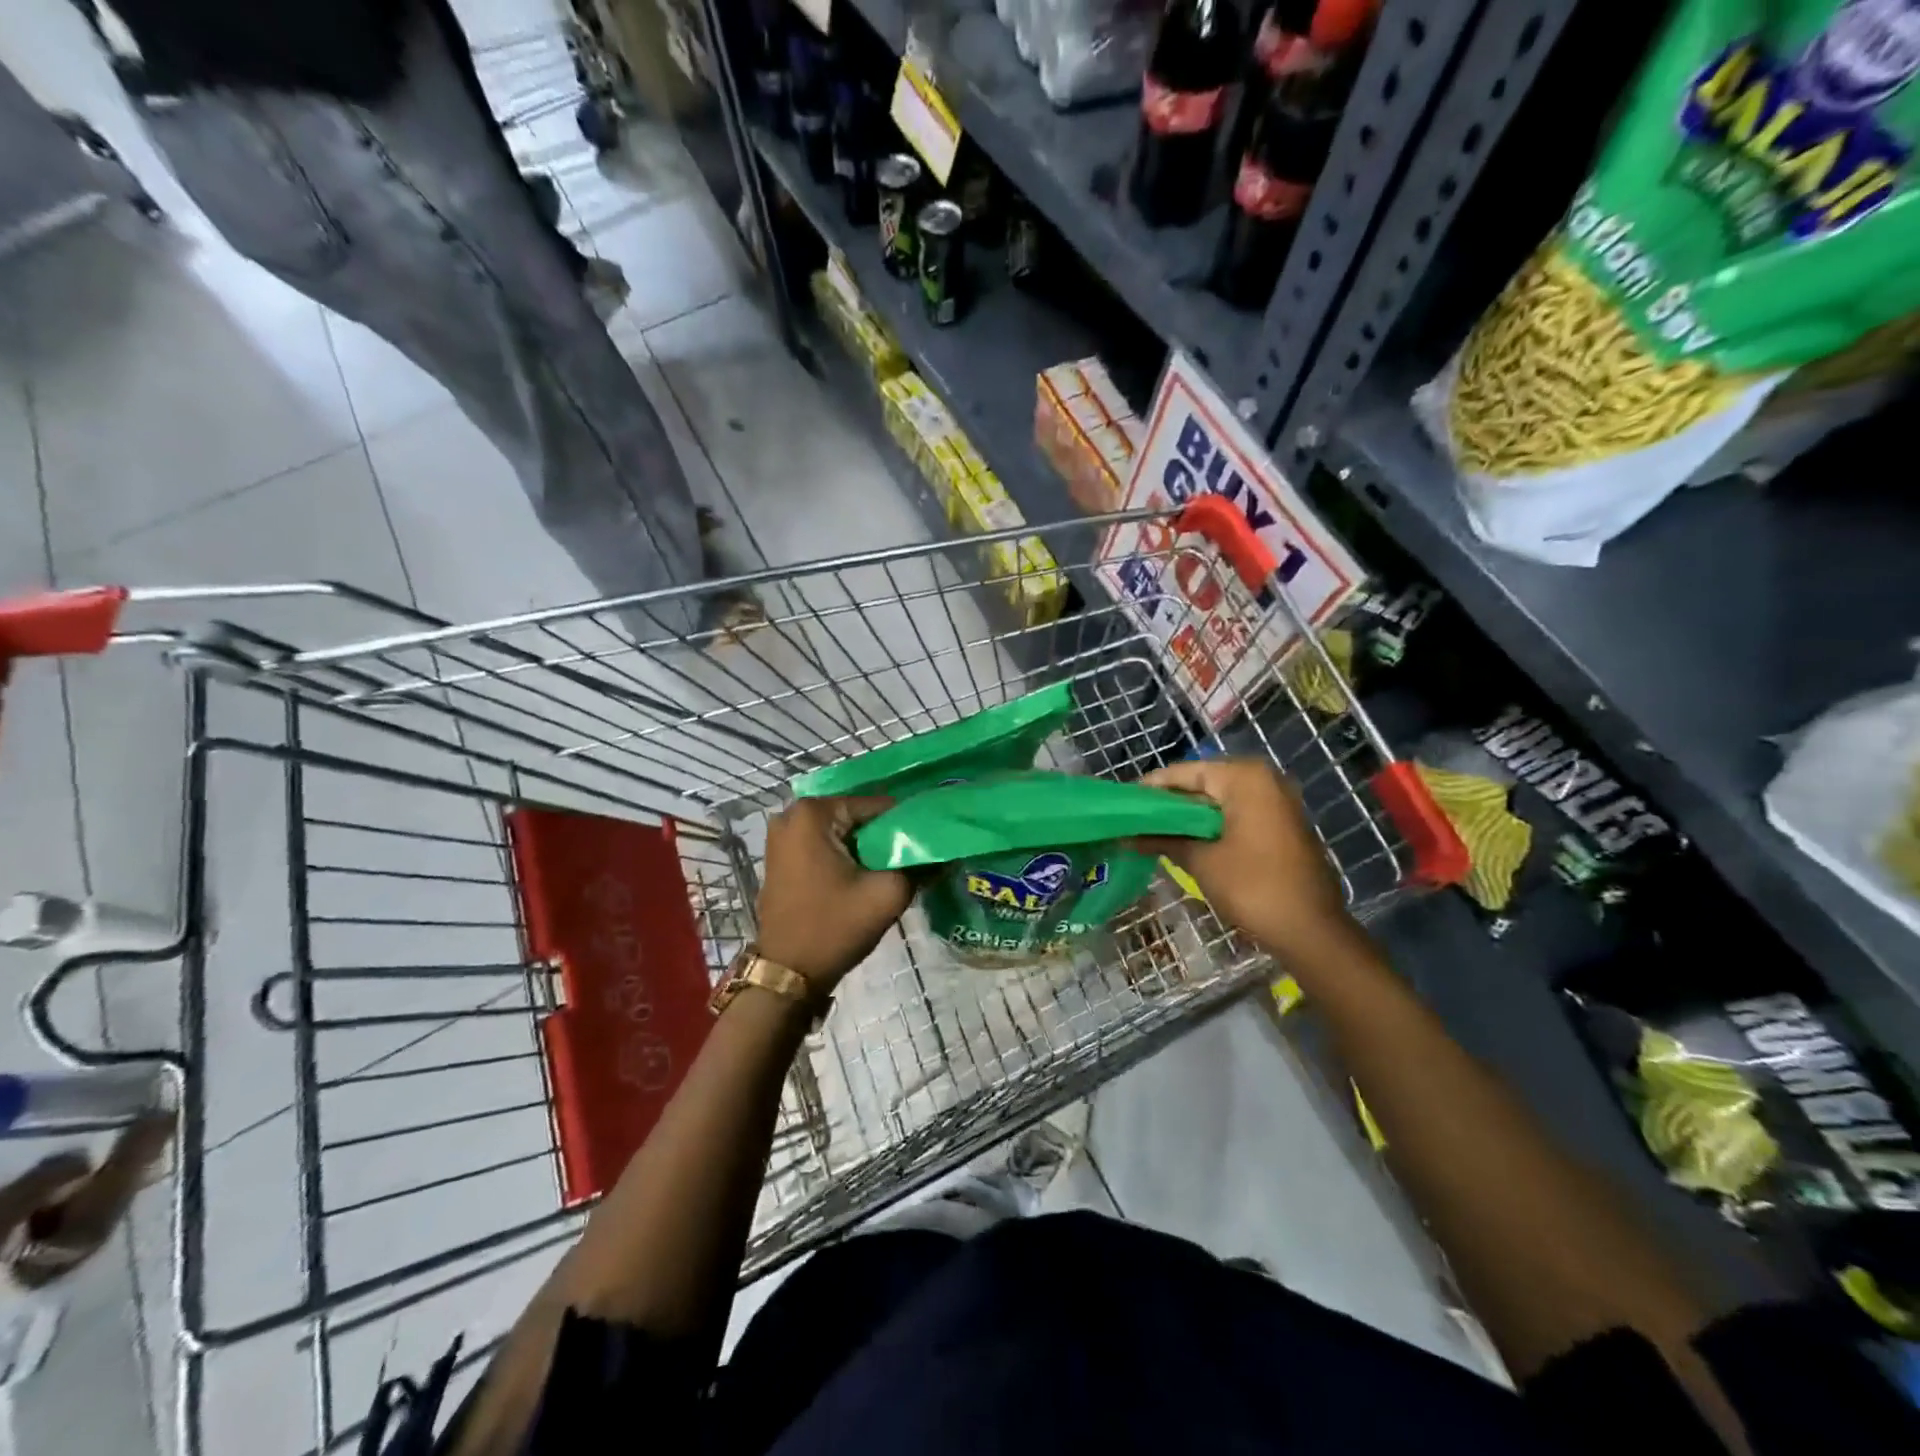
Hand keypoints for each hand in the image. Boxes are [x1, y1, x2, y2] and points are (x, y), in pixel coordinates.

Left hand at [755, 796, 911, 991]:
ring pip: (840, 832)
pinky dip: (844, 856)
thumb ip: (918, 865)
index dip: (904, 824)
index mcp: (813, 813)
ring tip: (890, 869)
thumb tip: (941, 853)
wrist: (787, 975)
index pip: (876, 805)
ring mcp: (782, 837)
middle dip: (883, 836)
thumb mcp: (887, 894)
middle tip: (909, 859)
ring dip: (864, 848)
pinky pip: (823, 845)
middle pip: (856, 817)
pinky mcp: (780, 858)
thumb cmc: (834, 927)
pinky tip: (863, 876)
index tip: (925, 845)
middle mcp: (792, 815)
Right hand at [1139, 757, 1356, 963]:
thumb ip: (1162, 840)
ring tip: (1155, 832)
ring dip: (1190, 816)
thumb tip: (1126, 837)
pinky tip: (1188, 842)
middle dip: (1171, 803)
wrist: (1311, 930)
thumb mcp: (1200, 861)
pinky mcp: (1283, 824)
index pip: (1186, 772)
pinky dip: (1213, 825)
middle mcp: (1264, 779)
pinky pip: (1238, 813)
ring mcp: (1278, 801)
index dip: (1152, 788)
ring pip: (1220, 800)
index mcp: (1244, 778)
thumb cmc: (1252, 887)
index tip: (1124, 803)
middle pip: (1204, 783)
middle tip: (1136, 820)